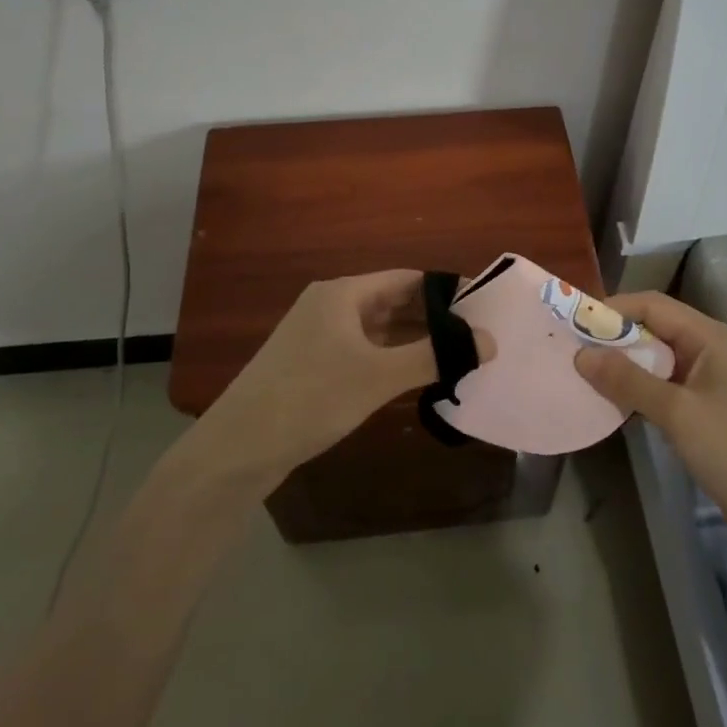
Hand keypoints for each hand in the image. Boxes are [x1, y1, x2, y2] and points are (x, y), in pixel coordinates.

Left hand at [197, 270, 493, 484]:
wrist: (238, 448)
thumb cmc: (311, 398)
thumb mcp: (378, 375)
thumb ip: (435, 356)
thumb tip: (488, 342)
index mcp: (343, 293)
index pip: (406, 279)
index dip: (445, 290)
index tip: (482, 308)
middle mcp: (330, 306)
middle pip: (393, 301)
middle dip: (433, 318)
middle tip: (477, 336)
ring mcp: (318, 336)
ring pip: (378, 329)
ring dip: (414, 341)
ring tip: (457, 357)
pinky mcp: (312, 365)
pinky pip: (363, 351)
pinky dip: (391, 359)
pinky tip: (415, 378)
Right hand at [575, 292, 726, 537]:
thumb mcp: (677, 414)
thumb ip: (628, 381)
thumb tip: (582, 355)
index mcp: (712, 337)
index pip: (653, 305)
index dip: (613, 309)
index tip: (575, 324)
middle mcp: (713, 349)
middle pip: (656, 329)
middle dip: (615, 338)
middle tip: (574, 352)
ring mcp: (714, 380)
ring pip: (659, 359)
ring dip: (626, 365)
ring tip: (587, 376)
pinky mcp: (712, 409)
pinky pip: (668, 386)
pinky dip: (642, 389)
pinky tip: (617, 403)